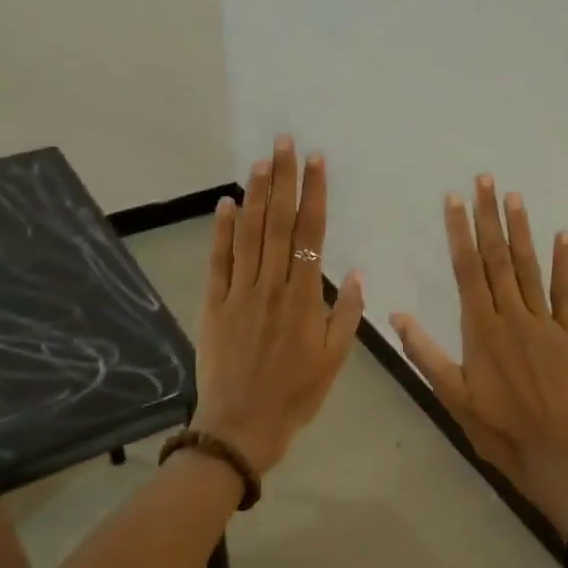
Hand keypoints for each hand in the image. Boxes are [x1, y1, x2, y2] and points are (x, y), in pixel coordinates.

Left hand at [193, 136, 364, 474]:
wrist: (241, 425)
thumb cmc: (295, 395)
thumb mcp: (334, 360)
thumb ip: (345, 314)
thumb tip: (354, 272)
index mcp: (303, 299)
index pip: (310, 234)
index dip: (313, 195)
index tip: (316, 162)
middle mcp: (271, 286)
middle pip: (277, 224)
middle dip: (283, 180)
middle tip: (284, 142)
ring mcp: (239, 293)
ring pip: (248, 235)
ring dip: (255, 196)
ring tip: (261, 161)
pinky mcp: (213, 304)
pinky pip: (218, 261)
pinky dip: (221, 231)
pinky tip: (227, 204)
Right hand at [390, 177, 567, 538]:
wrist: (556, 455)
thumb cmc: (498, 429)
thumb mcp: (452, 396)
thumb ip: (425, 353)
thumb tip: (395, 314)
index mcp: (481, 329)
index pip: (467, 270)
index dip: (460, 232)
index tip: (454, 200)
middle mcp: (513, 316)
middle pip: (497, 258)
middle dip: (489, 217)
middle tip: (484, 180)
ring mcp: (546, 323)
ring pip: (529, 267)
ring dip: (521, 230)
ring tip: (514, 196)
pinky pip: (567, 291)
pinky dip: (565, 262)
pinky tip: (563, 235)